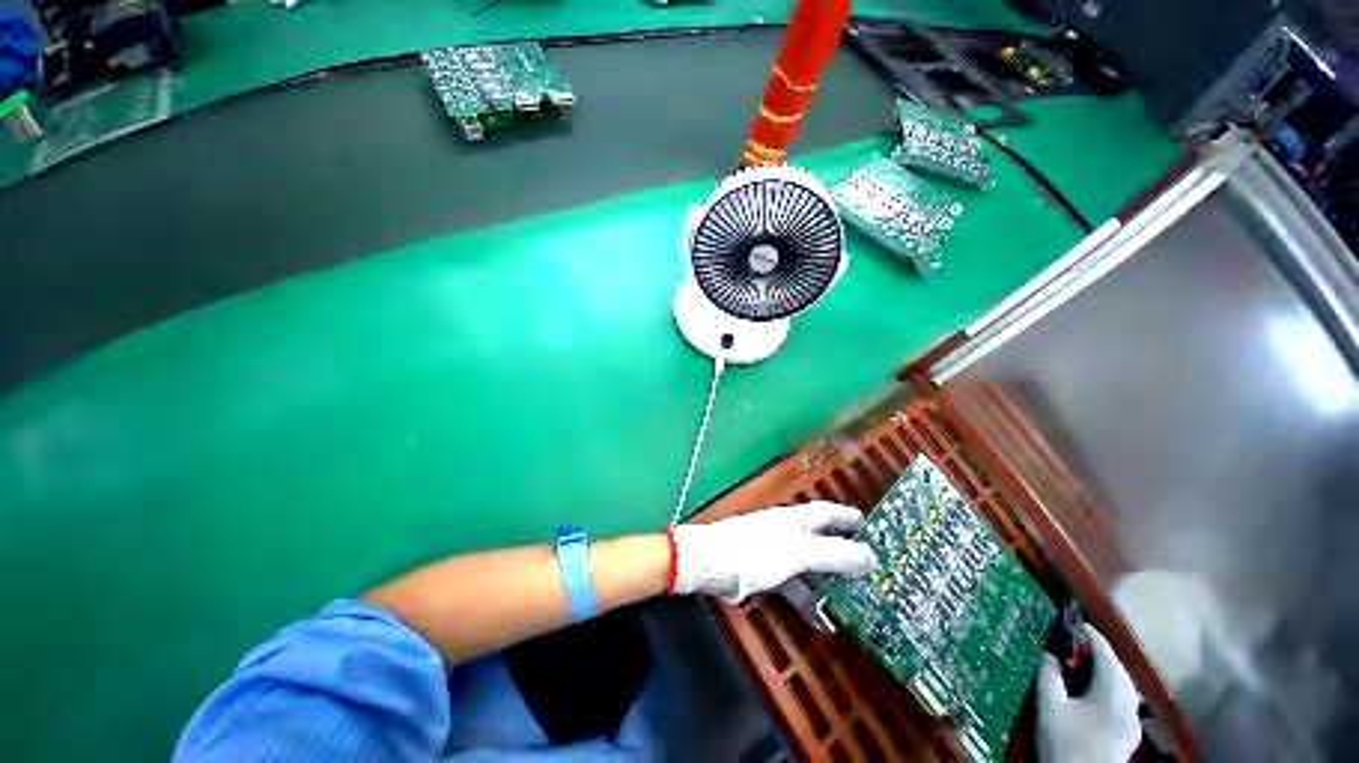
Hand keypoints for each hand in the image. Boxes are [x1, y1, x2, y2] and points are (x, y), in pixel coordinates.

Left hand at [671, 502, 875, 603]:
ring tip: (855, 604)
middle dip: (843, 555)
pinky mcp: (765, 572)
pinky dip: (807, 600)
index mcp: (795, 519)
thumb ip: (833, 554)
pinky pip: (793, 585)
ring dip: (828, 584)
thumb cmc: (756, 552)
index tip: (871, 524)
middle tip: (871, 572)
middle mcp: (787, 531)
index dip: (847, 517)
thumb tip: (871, 555)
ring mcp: (775, 552)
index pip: (826, 512)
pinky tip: (822, 622)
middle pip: (820, 541)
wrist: (713, 564)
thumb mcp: (799, 553)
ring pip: (809, 566)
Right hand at [1037, 623, 1141, 762]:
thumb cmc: (1066, 741)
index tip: (1070, 623)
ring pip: (1121, 683)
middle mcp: (1130, 700)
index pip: (1104, 650)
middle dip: (1095, 654)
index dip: (1087, 634)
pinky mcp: (1129, 732)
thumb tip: (1049, 654)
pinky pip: (1121, 698)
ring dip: (1102, 671)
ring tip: (1079, 668)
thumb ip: (1049, 675)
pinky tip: (1091, 695)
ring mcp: (1133, 718)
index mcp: (1113, 689)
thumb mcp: (1050, 706)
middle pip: (1116, 666)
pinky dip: (1107, 688)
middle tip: (1070, 647)